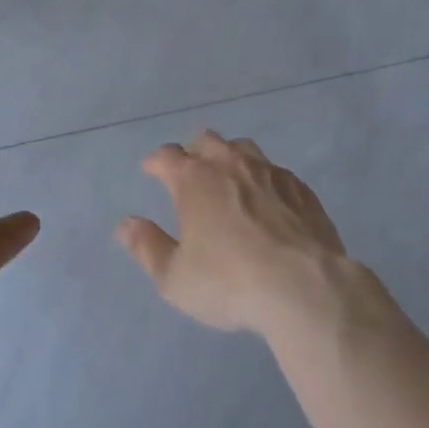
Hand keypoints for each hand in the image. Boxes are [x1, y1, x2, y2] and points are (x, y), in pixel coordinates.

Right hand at [116, 130, 348, 336]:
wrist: (303, 286)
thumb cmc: (229, 282)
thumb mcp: (175, 277)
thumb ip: (147, 247)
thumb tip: (125, 225)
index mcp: (193, 179)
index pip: (167, 156)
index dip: (156, 162)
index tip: (151, 169)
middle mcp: (229, 163)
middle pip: (205, 141)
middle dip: (193, 152)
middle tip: (190, 172)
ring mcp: (268, 171)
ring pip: (242, 148)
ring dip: (229, 157)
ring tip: (228, 177)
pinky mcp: (299, 187)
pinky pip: (274, 171)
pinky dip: (263, 179)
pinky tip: (268, 199)